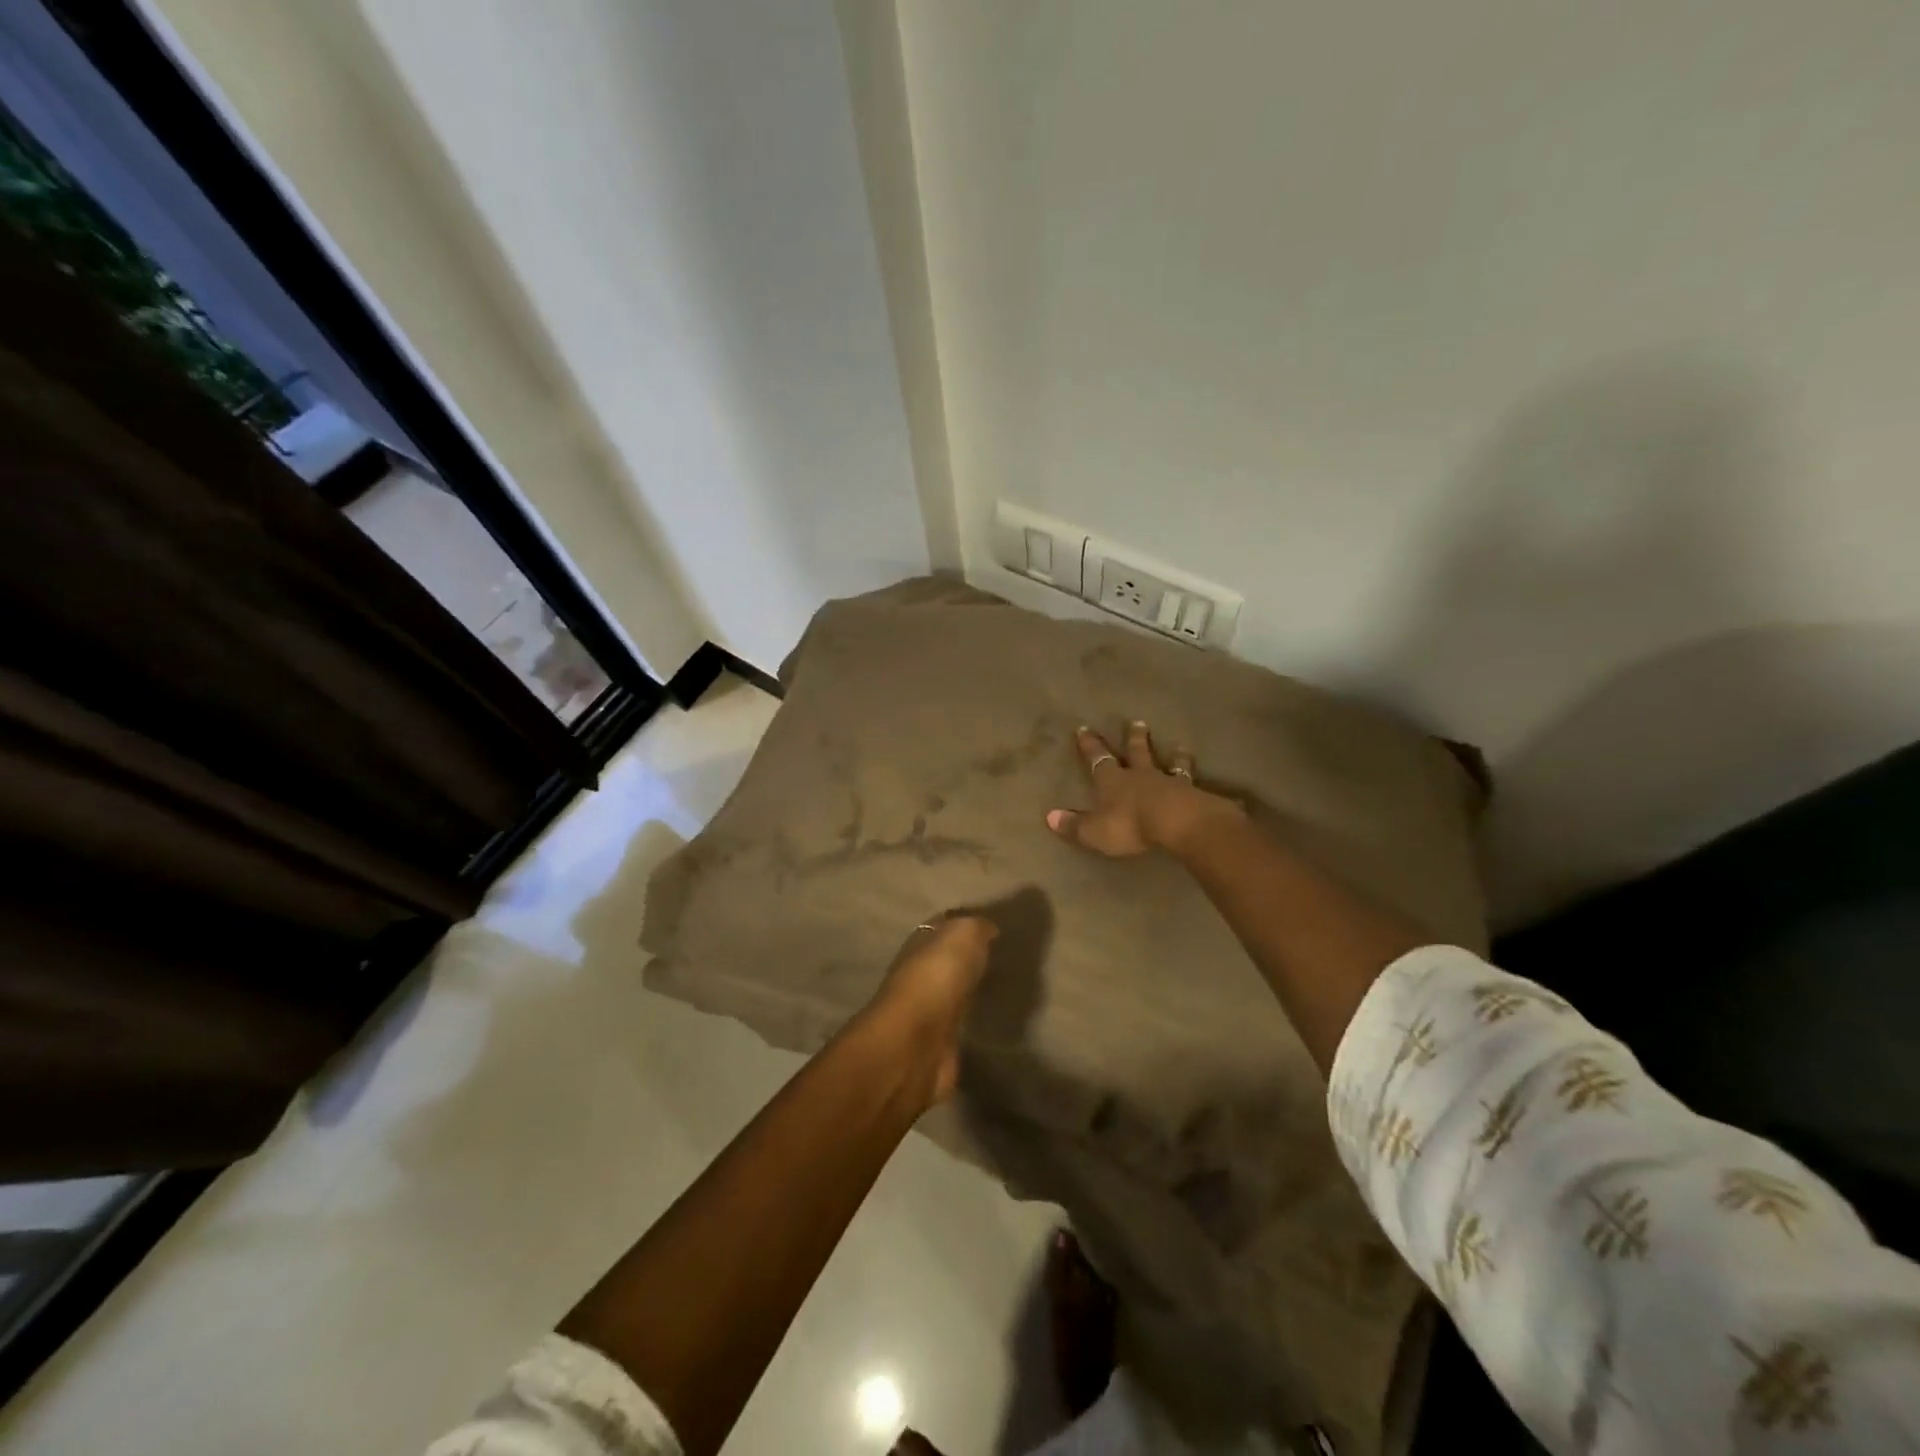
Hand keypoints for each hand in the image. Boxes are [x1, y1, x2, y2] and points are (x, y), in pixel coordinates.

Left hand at [864, 914, 998, 1103]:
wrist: (916, 1044)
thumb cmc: (937, 977)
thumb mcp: (963, 934)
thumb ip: (976, 928)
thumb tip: (988, 929)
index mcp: (920, 944)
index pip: (942, 928)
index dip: (964, 924)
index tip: (993, 926)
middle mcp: (919, 975)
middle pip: (947, 962)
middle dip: (969, 958)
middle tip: (1003, 957)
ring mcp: (927, 1012)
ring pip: (953, 993)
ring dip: (970, 990)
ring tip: (1004, 987)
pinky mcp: (938, 1045)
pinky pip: (959, 1025)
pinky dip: (972, 1021)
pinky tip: (992, 1019)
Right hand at [1047, 721, 1241, 857]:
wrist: (1178, 822)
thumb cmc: (1131, 824)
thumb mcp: (1095, 830)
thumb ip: (1074, 825)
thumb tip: (1049, 817)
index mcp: (1114, 781)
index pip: (1098, 759)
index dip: (1090, 746)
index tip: (1084, 728)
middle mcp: (1141, 776)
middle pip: (1137, 753)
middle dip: (1134, 739)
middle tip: (1137, 723)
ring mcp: (1170, 782)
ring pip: (1170, 764)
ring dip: (1173, 755)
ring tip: (1180, 746)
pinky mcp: (1194, 794)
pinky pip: (1195, 785)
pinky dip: (1198, 782)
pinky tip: (1208, 783)